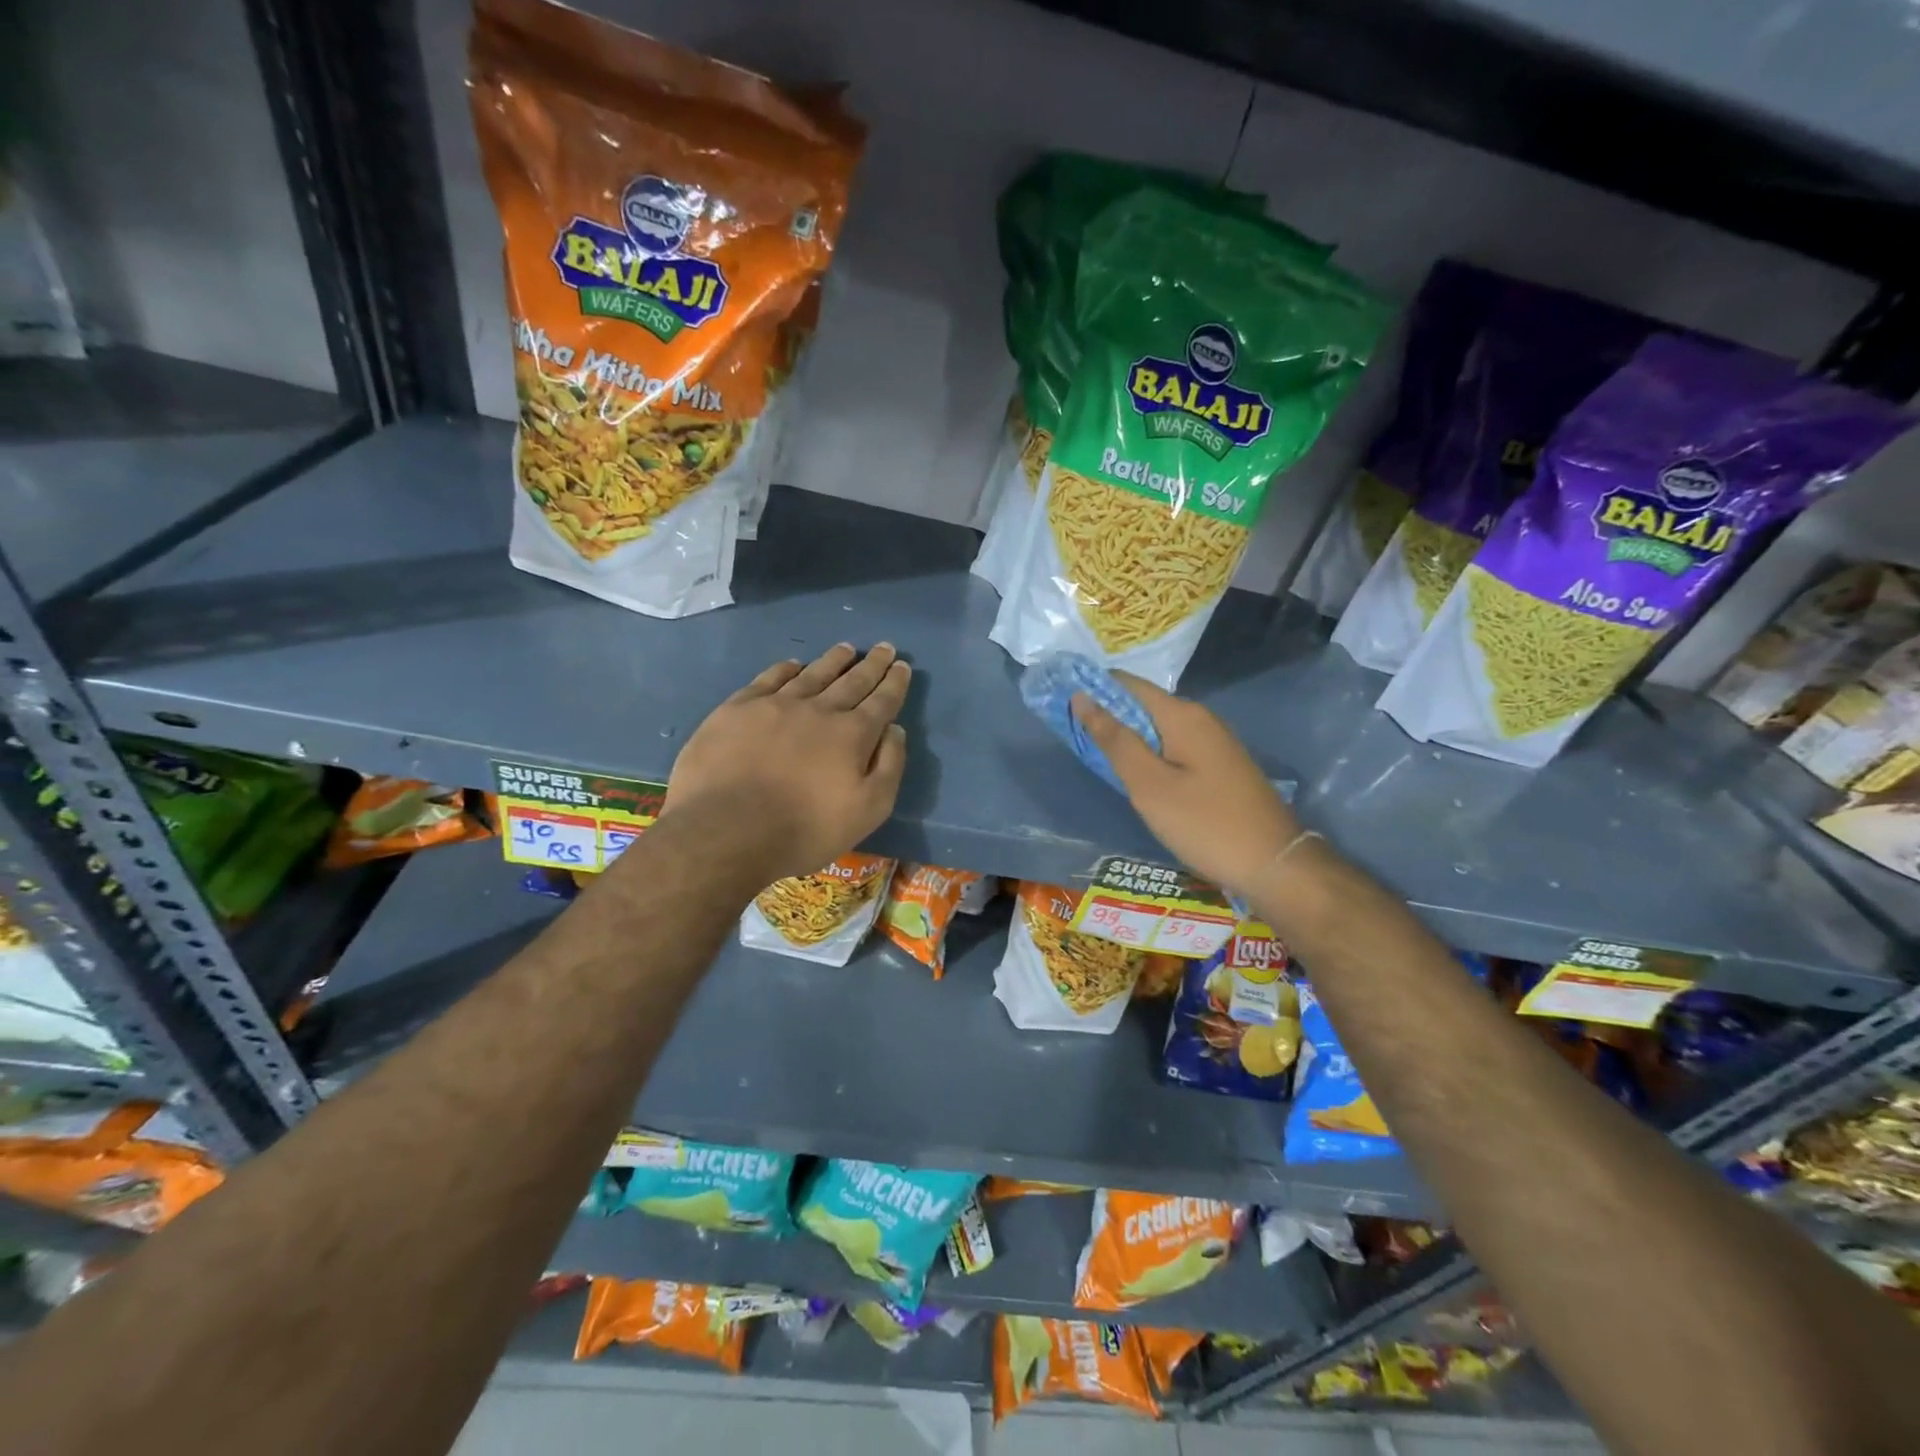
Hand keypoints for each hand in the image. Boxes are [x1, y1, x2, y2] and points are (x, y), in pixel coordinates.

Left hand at [662, 644, 909, 881]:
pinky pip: (769, 679)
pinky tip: (793, 665)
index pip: (882, 701)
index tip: (903, 666)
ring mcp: (776, 705)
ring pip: (812, 674)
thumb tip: (895, 730)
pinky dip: (786, 669)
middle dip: (871, 664)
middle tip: (884, 647)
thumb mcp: (868, 810)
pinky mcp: (738, 709)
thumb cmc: (805, 829)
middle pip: (851, 680)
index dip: (895, 683)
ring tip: (845, 649)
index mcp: (853, 734)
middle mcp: (819, 709)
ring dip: (833, 660)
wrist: (727, 830)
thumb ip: (889, 766)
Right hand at [1073, 672, 1300, 897]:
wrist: (1274, 864)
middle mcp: (1201, 719)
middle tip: (1074, 739)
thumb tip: (1082, 697)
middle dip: (1108, 716)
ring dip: (1128, 738)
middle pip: (1144, 705)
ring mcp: (1215, 743)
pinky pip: (1175, 747)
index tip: (1062, 704)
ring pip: (1159, 729)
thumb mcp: (1149, 784)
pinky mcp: (1221, 766)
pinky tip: (1138, 779)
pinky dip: (1150, 755)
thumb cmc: (1204, 823)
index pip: (1128, 684)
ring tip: (1098, 759)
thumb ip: (1115, 740)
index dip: (1094, 689)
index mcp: (1182, 715)